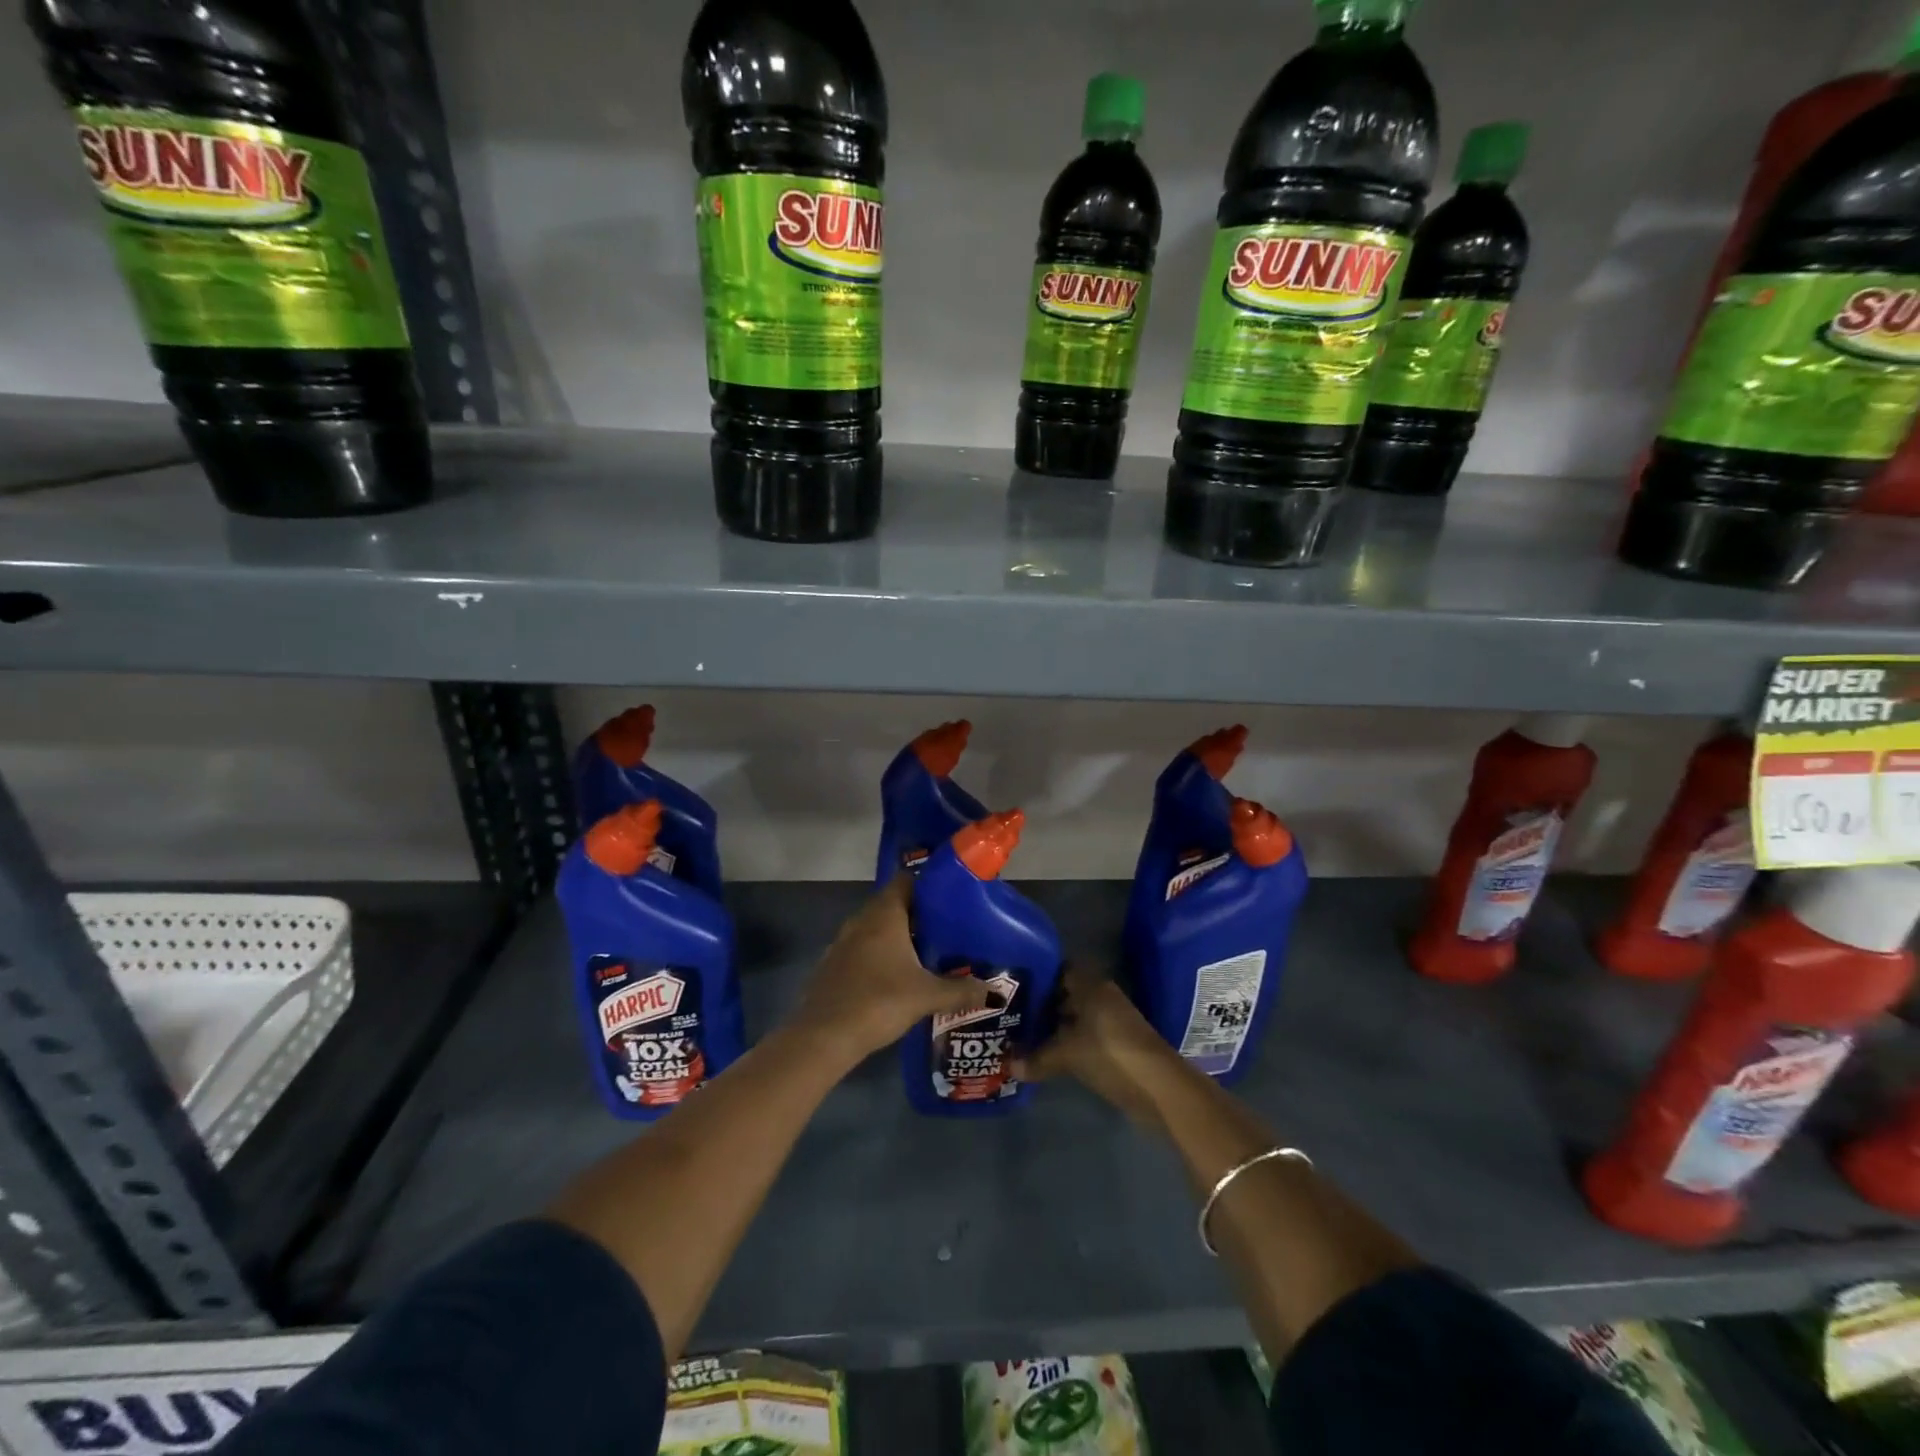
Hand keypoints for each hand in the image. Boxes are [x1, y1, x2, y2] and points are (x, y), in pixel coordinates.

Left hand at [791, 877, 991, 1066]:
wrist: (824, 1036)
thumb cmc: (879, 1002)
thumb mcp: (927, 996)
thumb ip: (961, 990)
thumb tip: (995, 990)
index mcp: (884, 915)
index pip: (906, 881)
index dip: (928, 885)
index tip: (951, 898)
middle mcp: (861, 920)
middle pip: (892, 904)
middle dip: (918, 915)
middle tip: (947, 929)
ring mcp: (843, 943)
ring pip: (876, 929)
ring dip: (897, 936)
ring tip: (926, 953)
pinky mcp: (833, 965)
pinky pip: (862, 949)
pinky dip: (880, 955)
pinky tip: (896, 977)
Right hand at [1017, 964, 1180, 1128]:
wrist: (1159, 1088)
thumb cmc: (1111, 1054)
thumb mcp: (1068, 1054)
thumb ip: (1037, 1058)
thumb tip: (1009, 1066)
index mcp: (1091, 986)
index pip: (1058, 970)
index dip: (1036, 976)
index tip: (1011, 985)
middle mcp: (1100, 998)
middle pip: (1064, 995)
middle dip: (1039, 1004)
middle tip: (1009, 1013)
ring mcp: (1109, 1022)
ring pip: (1073, 1018)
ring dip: (1051, 1027)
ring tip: (1019, 1035)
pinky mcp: (1114, 1045)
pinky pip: (1082, 1037)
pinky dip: (1065, 1044)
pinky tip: (1043, 1055)